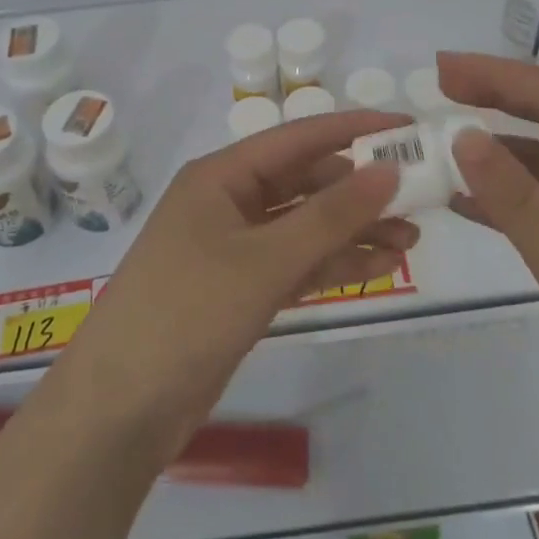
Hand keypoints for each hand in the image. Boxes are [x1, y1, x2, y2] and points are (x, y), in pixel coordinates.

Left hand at [64, 110, 407, 438]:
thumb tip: (388, 170)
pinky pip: (296, 263)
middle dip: (359, 189)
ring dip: (353, 230)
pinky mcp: (240, 289)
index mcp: (221, 176)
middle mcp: (228, 202)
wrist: (120, 408)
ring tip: (411, 238)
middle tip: (418, 196)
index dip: (354, 130)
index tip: (407, 129)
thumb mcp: (264, 260)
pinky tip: (379, 267)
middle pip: (304, 182)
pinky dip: (333, 264)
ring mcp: (233, 248)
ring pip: (304, 226)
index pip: (298, 138)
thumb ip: (330, 216)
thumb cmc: (187, 312)